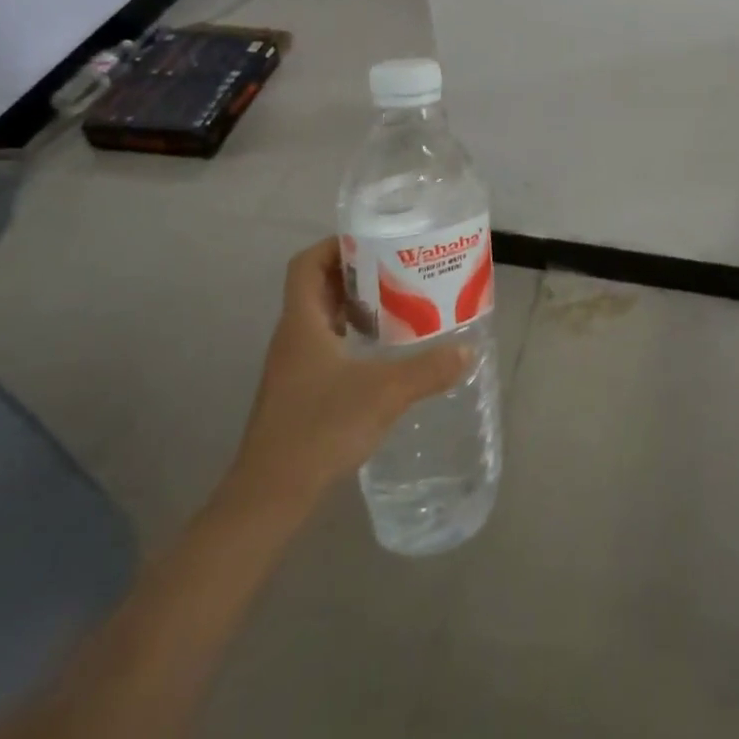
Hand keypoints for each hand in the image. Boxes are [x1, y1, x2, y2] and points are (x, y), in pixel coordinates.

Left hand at [222, 238, 468, 517]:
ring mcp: (293, 366)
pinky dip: (352, 336)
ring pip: (322, 317)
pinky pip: (326, 344)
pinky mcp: (299, 391)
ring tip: (398, 302)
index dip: (335, 245)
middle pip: (318, 286)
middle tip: (398, 267)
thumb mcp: (384, 393)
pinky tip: (382, 351)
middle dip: (357, 271)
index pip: (306, 264)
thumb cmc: (319, 429)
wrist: (270, 497)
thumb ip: (428, 369)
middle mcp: (293, 337)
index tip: (374, 241)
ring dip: (356, 304)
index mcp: (302, 323)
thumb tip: (468, 351)